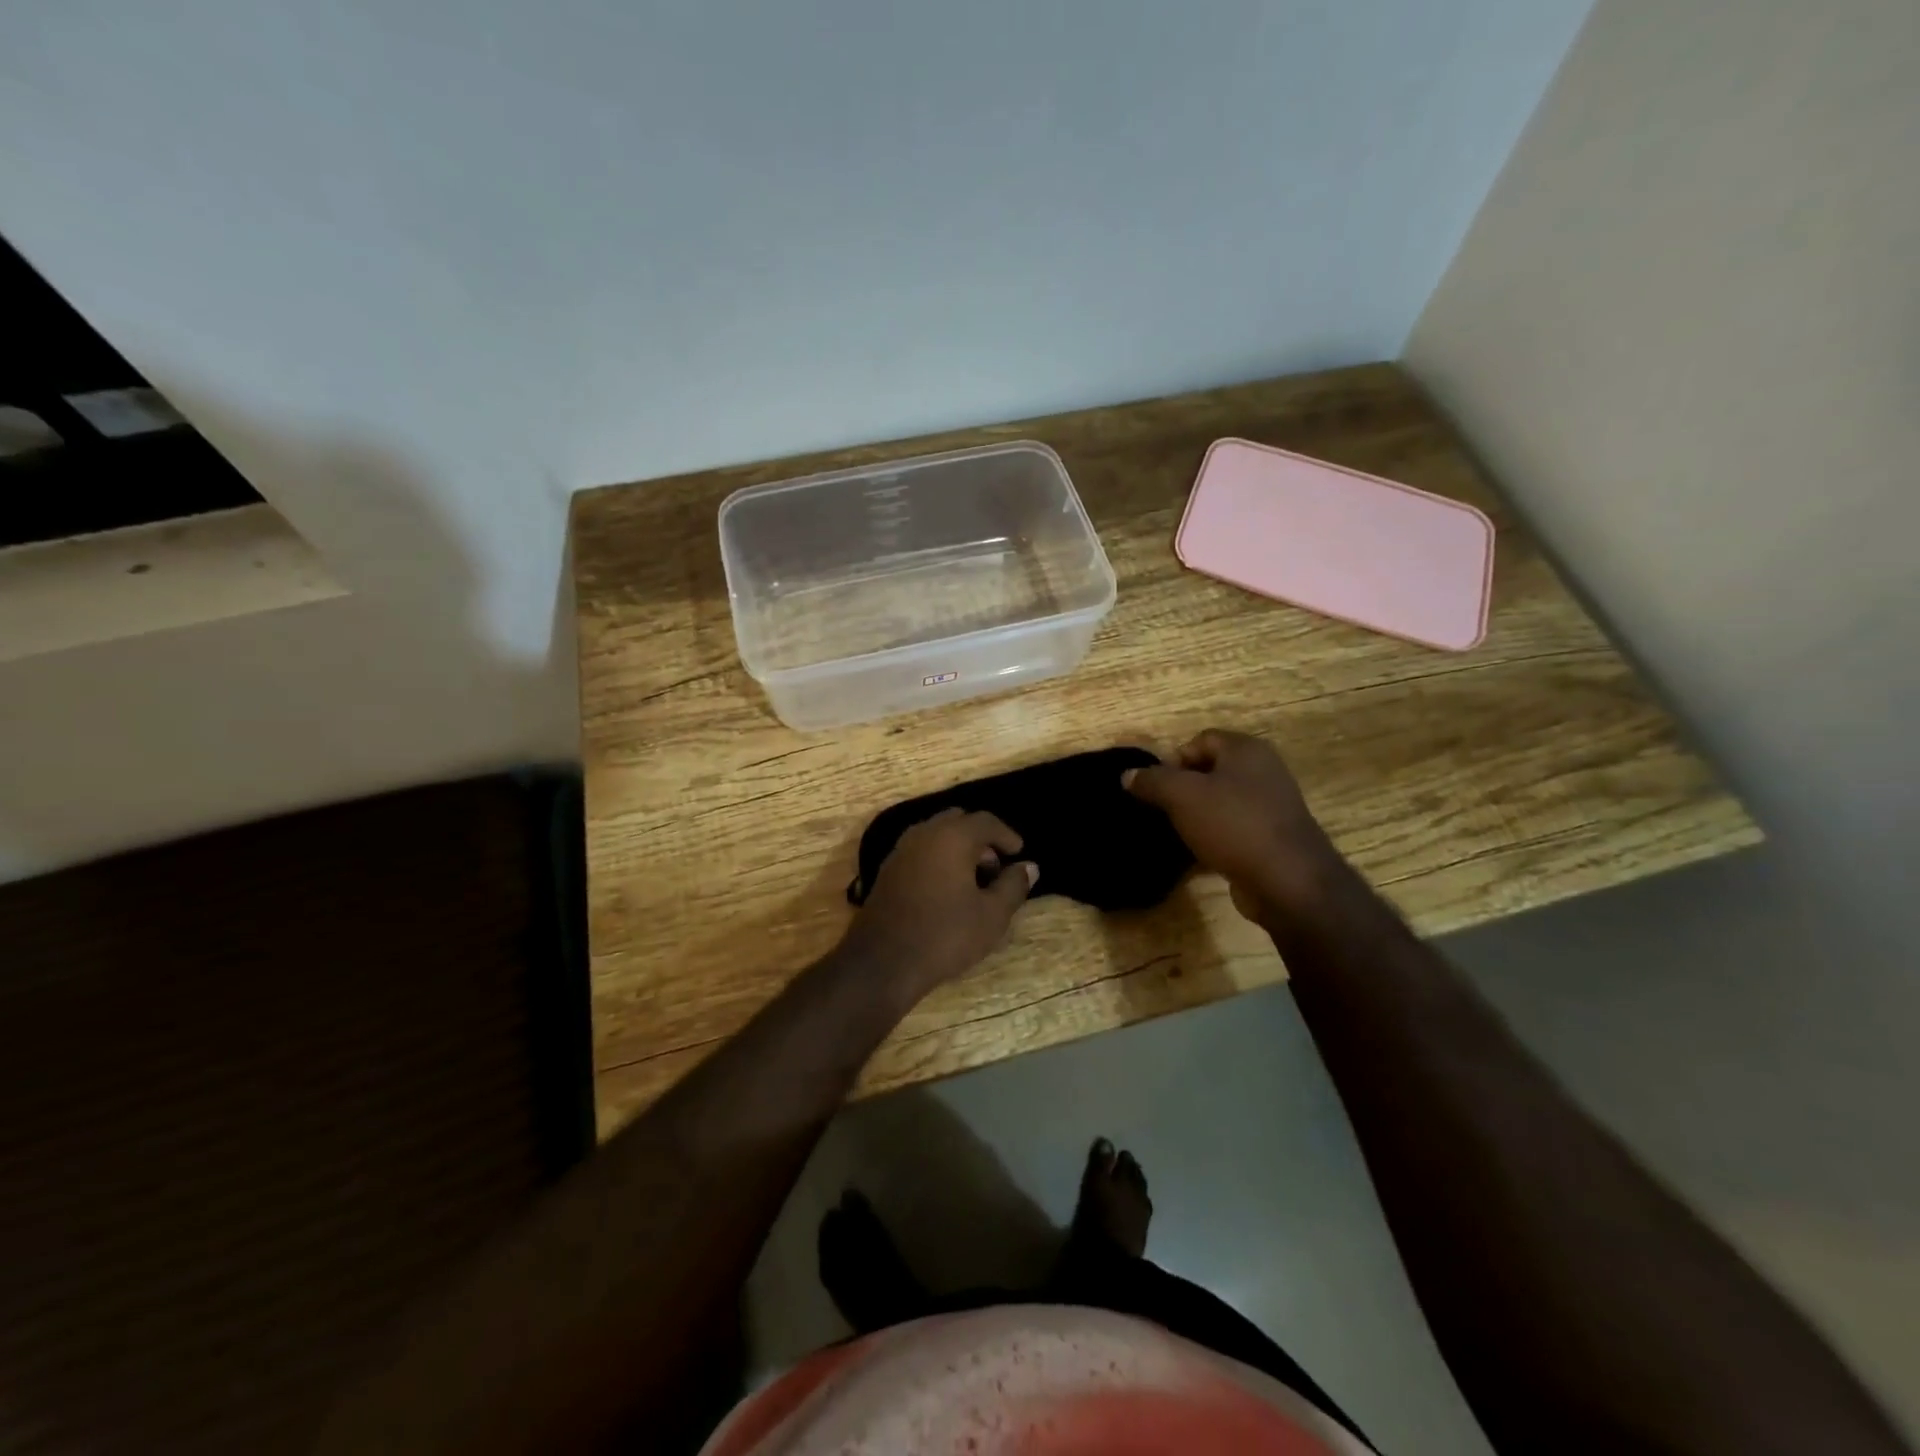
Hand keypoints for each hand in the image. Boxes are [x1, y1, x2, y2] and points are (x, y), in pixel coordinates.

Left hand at [840, 809, 1037, 1002]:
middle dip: (980, 839)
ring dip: (957, 848)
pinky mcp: (888, 870)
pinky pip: (920, 851)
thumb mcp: (991, 915)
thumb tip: (1029, 867)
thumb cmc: (945, 935)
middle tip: (995, 867)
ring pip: (936, 835)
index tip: (1018, 853)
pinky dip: (938, 858)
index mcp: (952, 837)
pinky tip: (946, 890)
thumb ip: (1013, 886)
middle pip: (958, 821)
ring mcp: (901, 850)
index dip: (1006, 835)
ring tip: (973, 881)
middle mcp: (924, 834)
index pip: (985, 821)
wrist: (883, 962)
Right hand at [1123, 729, 1343, 925]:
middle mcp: (1263, 771)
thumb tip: (1127, 775)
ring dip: (1197, 816)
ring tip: (1176, 834)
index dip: (1174, 760)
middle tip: (1162, 811)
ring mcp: (1271, 806)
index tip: (1158, 788)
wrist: (1288, 881)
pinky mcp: (1272, 837)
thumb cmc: (1234, 825)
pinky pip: (1233, 829)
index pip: (1200, 740)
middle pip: (1210, 770)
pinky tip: (1198, 855)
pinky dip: (1214, 838)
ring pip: (1221, 802)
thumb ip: (1152, 781)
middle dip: (1182, 789)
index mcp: (1246, 750)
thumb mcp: (1182, 796)